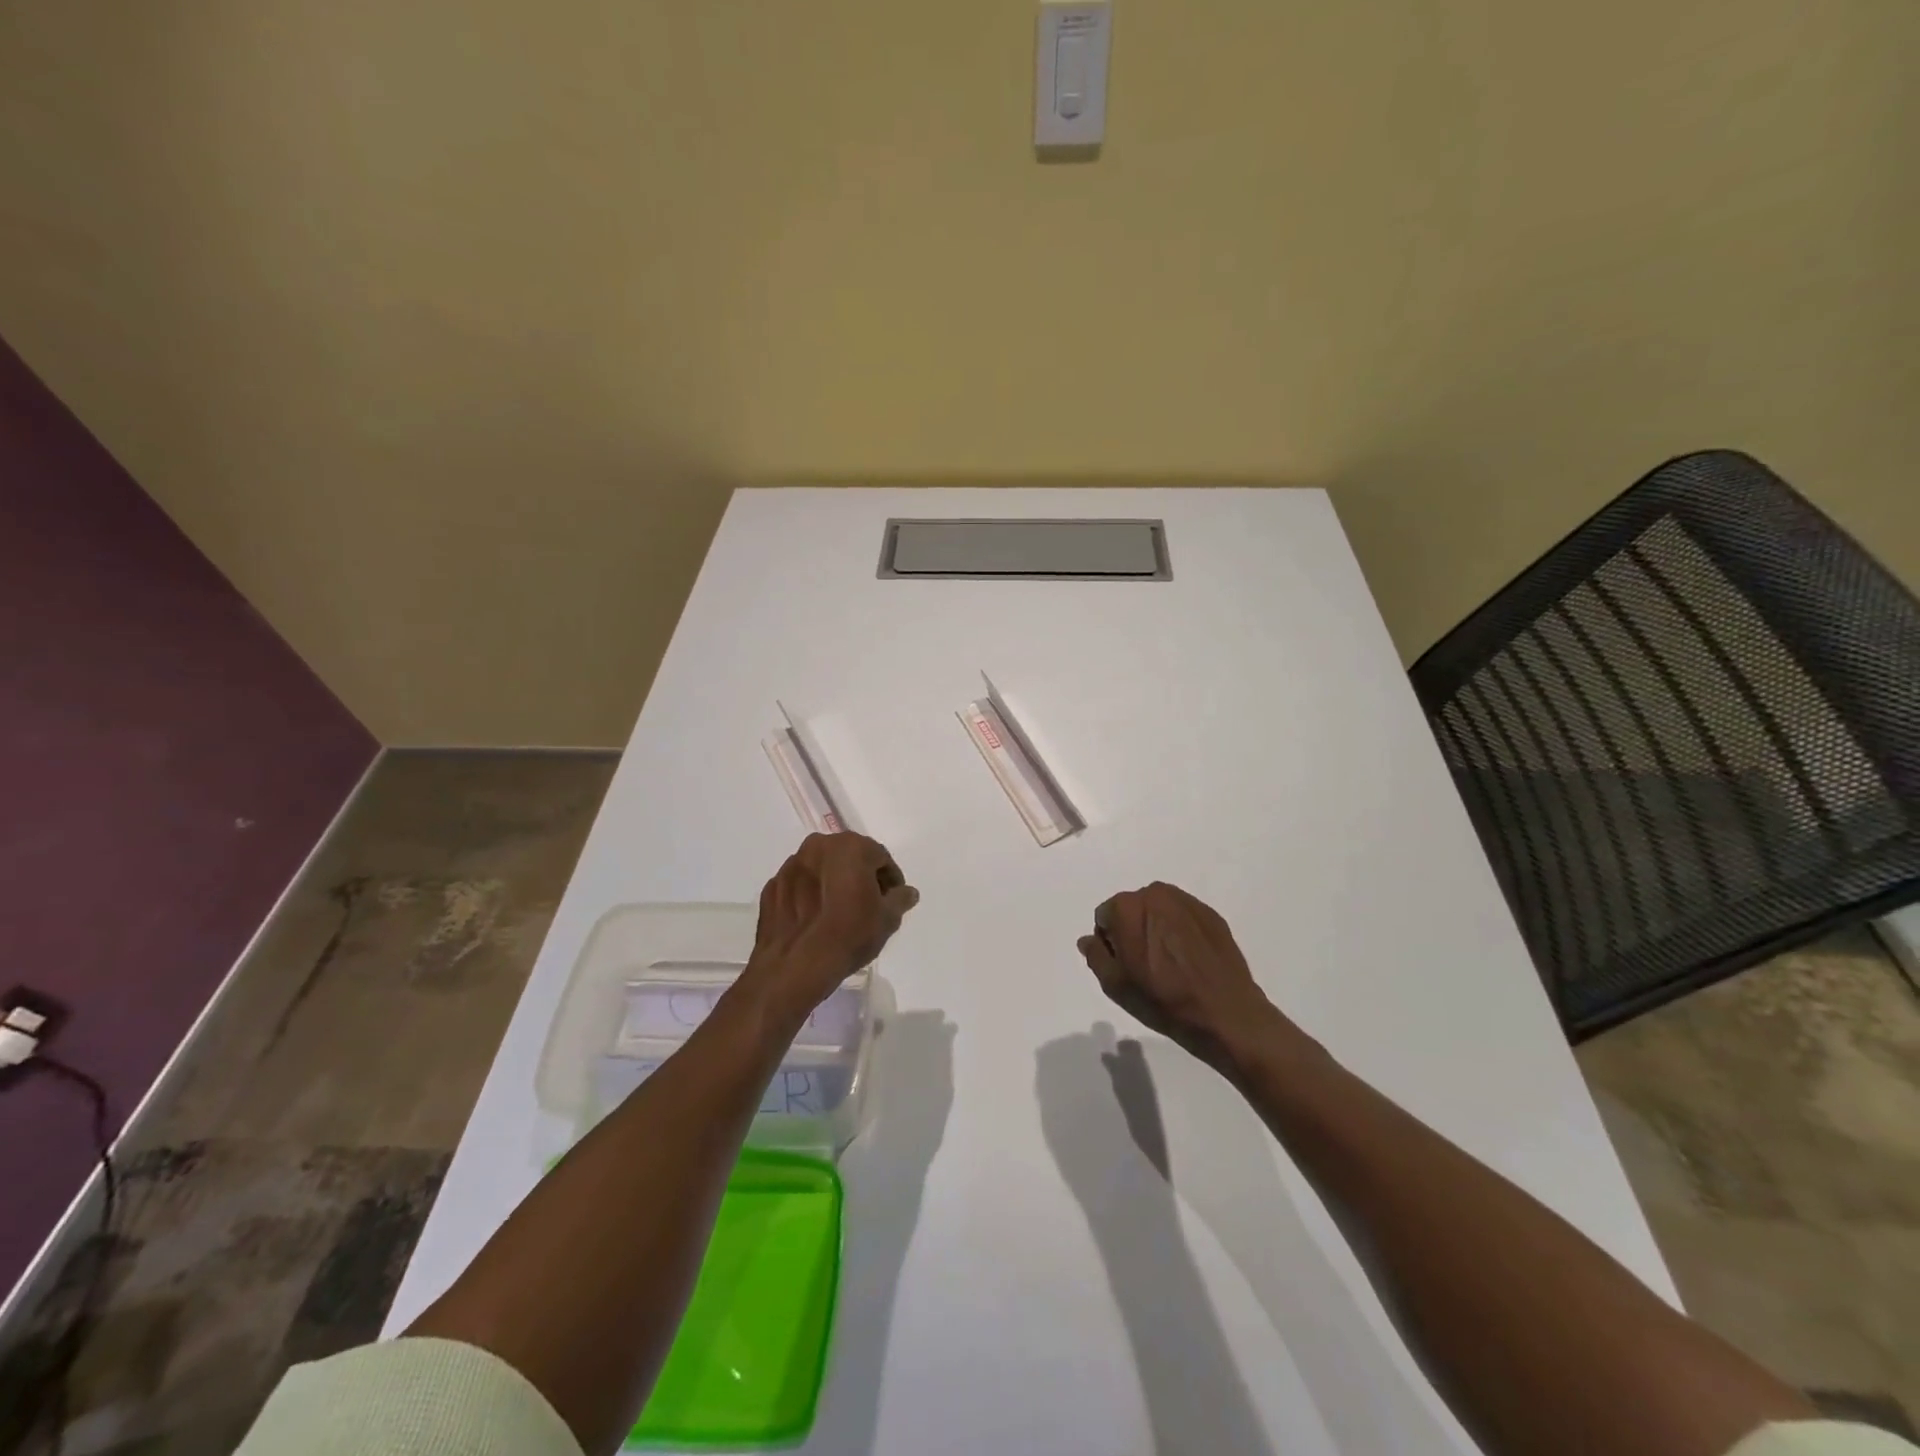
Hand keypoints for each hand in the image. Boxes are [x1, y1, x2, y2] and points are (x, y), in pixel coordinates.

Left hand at [744, 832, 918, 1016]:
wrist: (794, 966)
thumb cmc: (848, 936)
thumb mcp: (887, 920)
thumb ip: (900, 899)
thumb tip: (907, 892)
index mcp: (850, 847)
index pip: (880, 857)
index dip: (890, 879)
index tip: (893, 900)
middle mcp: (818, 846)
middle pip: (848, 857)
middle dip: (861, 876)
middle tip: (868, 904)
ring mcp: (791, 865)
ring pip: (821, 869)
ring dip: (833, 883)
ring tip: (839, 913)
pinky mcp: (771, 886)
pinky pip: (799, 885)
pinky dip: (810, 895)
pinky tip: (815, 920)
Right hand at [1077, 882, 1288, 1071]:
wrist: (1225, 1014)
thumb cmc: (1162, 999)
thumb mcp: (1115, 984)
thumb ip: (1096, 955)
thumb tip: (1089, 939)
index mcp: (1127, 906)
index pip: (1105, 916)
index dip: (1110, 943)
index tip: (1125, 967)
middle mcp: (1156, 894)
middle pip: (1132, 910)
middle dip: (1133, 932)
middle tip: (1145, 967)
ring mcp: (1187, 902)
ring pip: (1158, 912)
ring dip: (1157, 930)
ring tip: (1169, 965)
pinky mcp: (1211, 915)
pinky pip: (1184, 918)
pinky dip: (1181, 934)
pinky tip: (1189, 962)